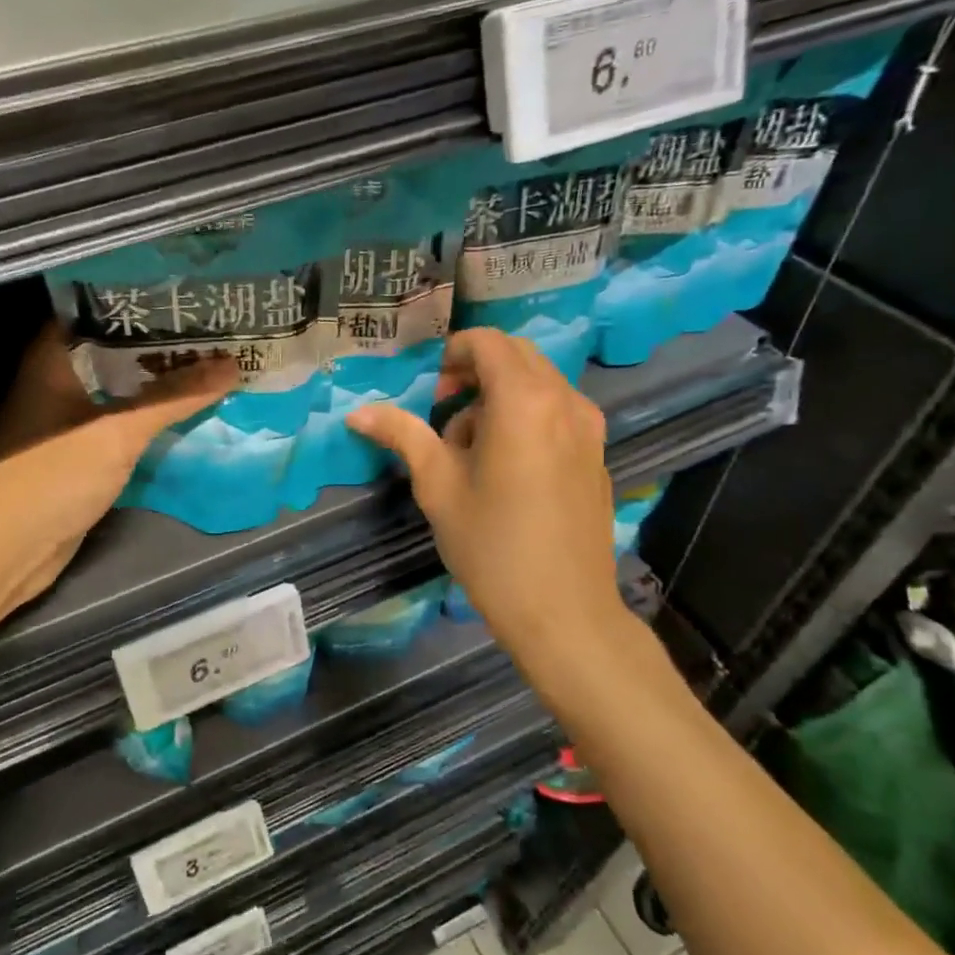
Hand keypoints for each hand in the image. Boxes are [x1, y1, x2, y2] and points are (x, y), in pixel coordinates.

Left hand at [0, 325, 236, 612]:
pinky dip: (156, 422)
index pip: (103, 312)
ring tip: (221, 365)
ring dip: (166, 386)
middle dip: (168, 346)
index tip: (195, 297)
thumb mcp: (117, 432)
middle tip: (222, 331)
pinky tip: (196, 414)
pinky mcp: (83, 455)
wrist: (7, 552)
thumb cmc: (52, 476)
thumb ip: (173, 397)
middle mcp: (61, 381)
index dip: (147, 303)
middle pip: (120, 353)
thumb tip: (231, 365)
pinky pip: (126, 427)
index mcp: (54, 358)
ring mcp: (71, 420)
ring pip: (126, 392)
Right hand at [346, 329, 628, 659]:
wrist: (563, 611)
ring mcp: (589, 428)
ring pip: (538, 384)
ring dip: (499, 398)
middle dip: (475, 373)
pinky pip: (557, 412)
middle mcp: (565, 401)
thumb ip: (402, 435)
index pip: (487, 342)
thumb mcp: (437, 485)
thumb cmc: (491, 545)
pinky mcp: (597, 454)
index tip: (432, 396)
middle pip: (517, 356)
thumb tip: (357, 412)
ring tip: (472, 453)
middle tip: (443, 415)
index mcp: (523, 401)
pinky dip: (526, 418)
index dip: (452, 355)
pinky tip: (507, 471)